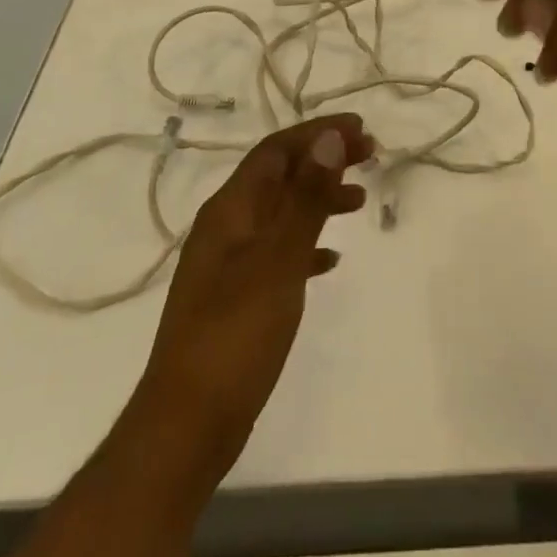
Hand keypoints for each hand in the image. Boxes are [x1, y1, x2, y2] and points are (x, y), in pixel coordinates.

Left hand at [133, 114, 373, 486]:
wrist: (186, 427)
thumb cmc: (235, 335)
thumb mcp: (279, 260)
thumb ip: (306, 199)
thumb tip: (329, 138)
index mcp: (230, 209)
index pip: (276, 150)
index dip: (318, 133)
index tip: (360, 130)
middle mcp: (226, 226)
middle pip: (280, 175)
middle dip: (322, 159)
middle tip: (370, 155)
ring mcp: (229, 263)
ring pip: (281, 211)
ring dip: (318, 198)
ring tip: (359, 201)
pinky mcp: (237, 297)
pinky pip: (279, 251)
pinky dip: (307, 244)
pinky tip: (331, 260)